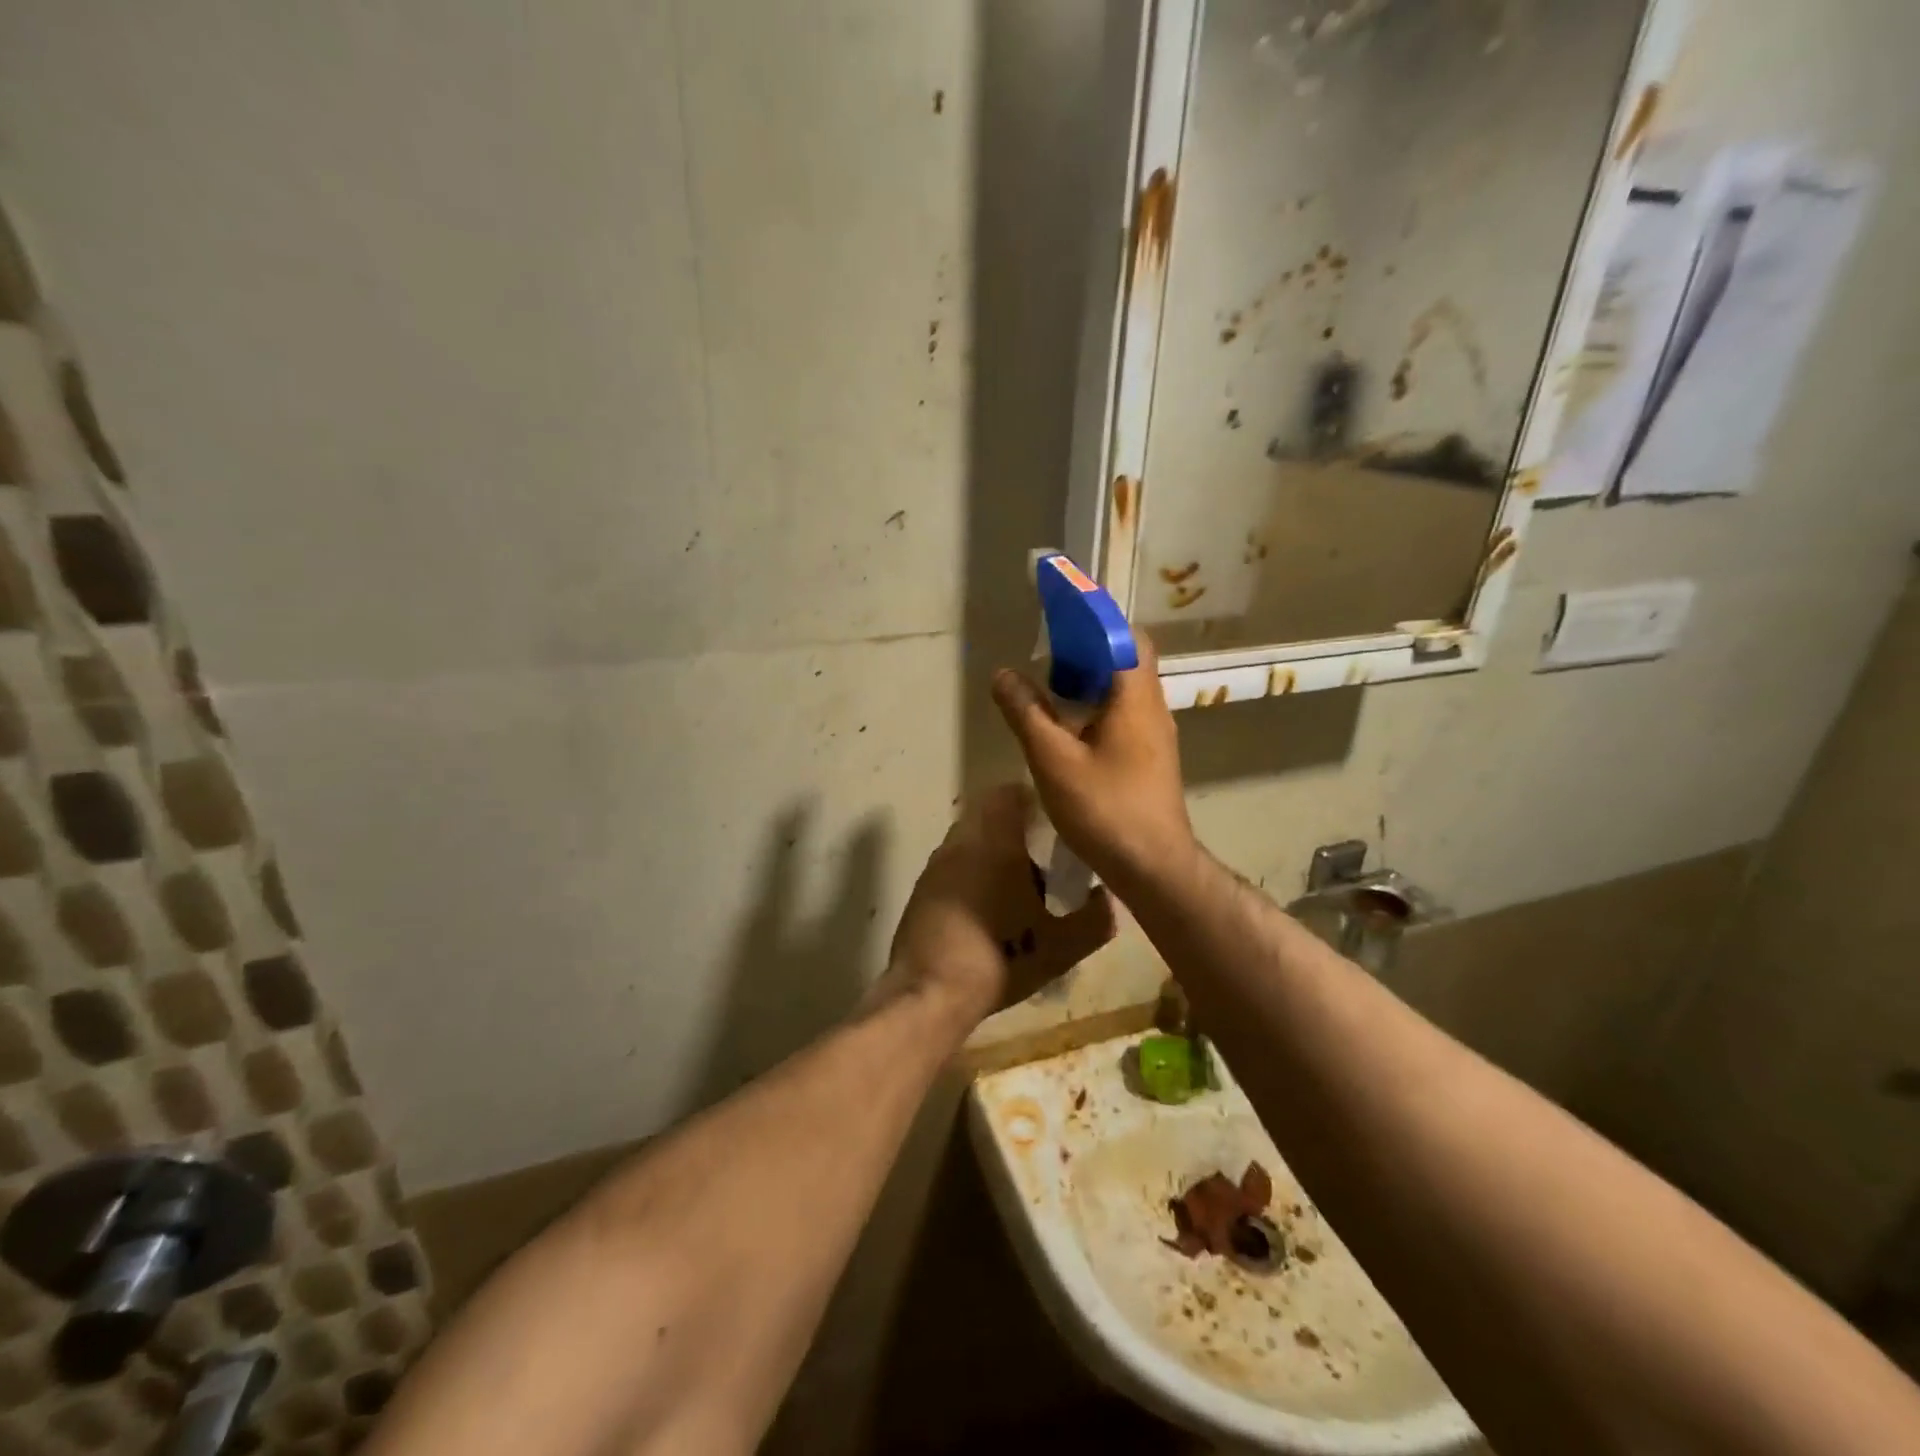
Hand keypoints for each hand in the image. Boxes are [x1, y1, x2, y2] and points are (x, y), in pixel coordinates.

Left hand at [885, 785, 1116, 1025]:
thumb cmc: (1001, 958)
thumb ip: (1095, 919)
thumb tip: (1107, 899)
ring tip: (1015, 886)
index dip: (1033, 801)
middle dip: (1013, 828)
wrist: (931, 993)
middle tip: (1041, 856)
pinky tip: (986, 909)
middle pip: (988, 814)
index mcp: (995, 842)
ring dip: (990, 851)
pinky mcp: (921, 889)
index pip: (1008, 794)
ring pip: (968, 840)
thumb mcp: (1062, 947)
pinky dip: (970, 873)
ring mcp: (936, 865)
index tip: (1053, 823)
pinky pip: (952, 865)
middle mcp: (961, 843)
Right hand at [991, 629, 1195, 892]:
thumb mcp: (1053, 760)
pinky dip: (1097, 707)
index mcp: (1134, 697)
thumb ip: (1026, 713)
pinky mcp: (1150, 758)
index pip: (1125, 635)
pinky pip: (1124, 715)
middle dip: (1088, 649)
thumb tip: (1003, 675)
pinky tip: (1069, 729)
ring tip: (1051, 687)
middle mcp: (1152, 707)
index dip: (1095, 618)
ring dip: (1091, 680)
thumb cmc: (1105, 808)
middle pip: (1126, 659)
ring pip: (1124, 690)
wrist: (1154, 866)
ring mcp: (1155, 734)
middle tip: (1049, 653)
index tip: (1061, 612)